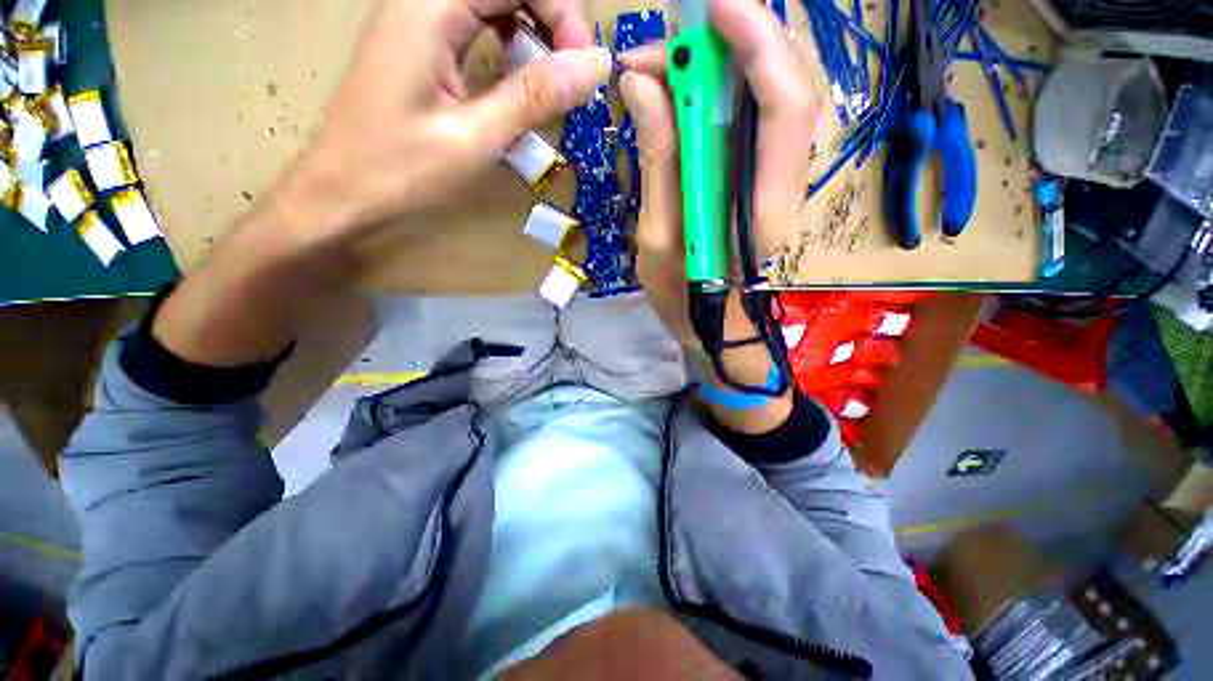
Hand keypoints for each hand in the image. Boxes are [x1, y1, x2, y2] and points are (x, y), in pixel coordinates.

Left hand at [152, 0, 608, 366]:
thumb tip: (596, 67)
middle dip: (558, 25)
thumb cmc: (389, 179)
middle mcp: (427, 6)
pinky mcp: (430, 69)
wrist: (328, 213)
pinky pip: (490, 50)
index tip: (589, 63)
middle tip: (584, 82)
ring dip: (541, 52)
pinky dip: (520, 73)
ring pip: (503, 16)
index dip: (563, 6)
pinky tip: (531, 115)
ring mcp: (428, 37)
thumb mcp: (473, 140)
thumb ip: (535, 97)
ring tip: (564, 102)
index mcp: (430, 5)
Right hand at [619, 0, 817, 353]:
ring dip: (712, 70)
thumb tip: (641, 87)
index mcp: (763, 207)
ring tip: (653, 75)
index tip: (712, 7)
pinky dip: (710, 96)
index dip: (755, 45)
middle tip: (653, 57)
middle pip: (775, 88)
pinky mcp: (755, 176)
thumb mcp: (659, 238)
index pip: (781, 107)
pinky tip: (673, 100)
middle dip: (722, 50)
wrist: (712, 324)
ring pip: (759, 97)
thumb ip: (658, 163)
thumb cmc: (682, 296)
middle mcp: (783, 182)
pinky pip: (743, 119)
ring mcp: (772, 177)